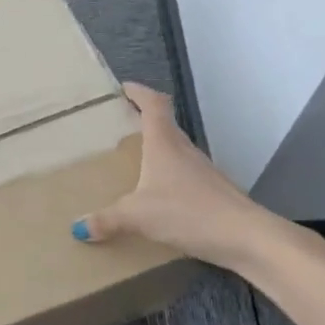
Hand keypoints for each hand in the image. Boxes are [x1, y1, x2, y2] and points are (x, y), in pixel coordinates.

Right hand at [74, 82, 288, 272]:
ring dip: (156, 151)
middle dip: (143, 122)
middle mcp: (184, 151)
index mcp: (164, 144)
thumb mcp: (137, 216)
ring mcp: (202, 171)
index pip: (154, 105)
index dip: (139, 93)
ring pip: (175, 151)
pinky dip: (167, 178)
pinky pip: (183, 176)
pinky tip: (156, 197)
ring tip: (133, 162)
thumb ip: (107, 220)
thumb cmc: (188, 212)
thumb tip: (78, 227)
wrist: (245, 236)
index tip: (124, 88)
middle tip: (119, 126)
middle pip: (164, 126)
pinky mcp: (212, 192)